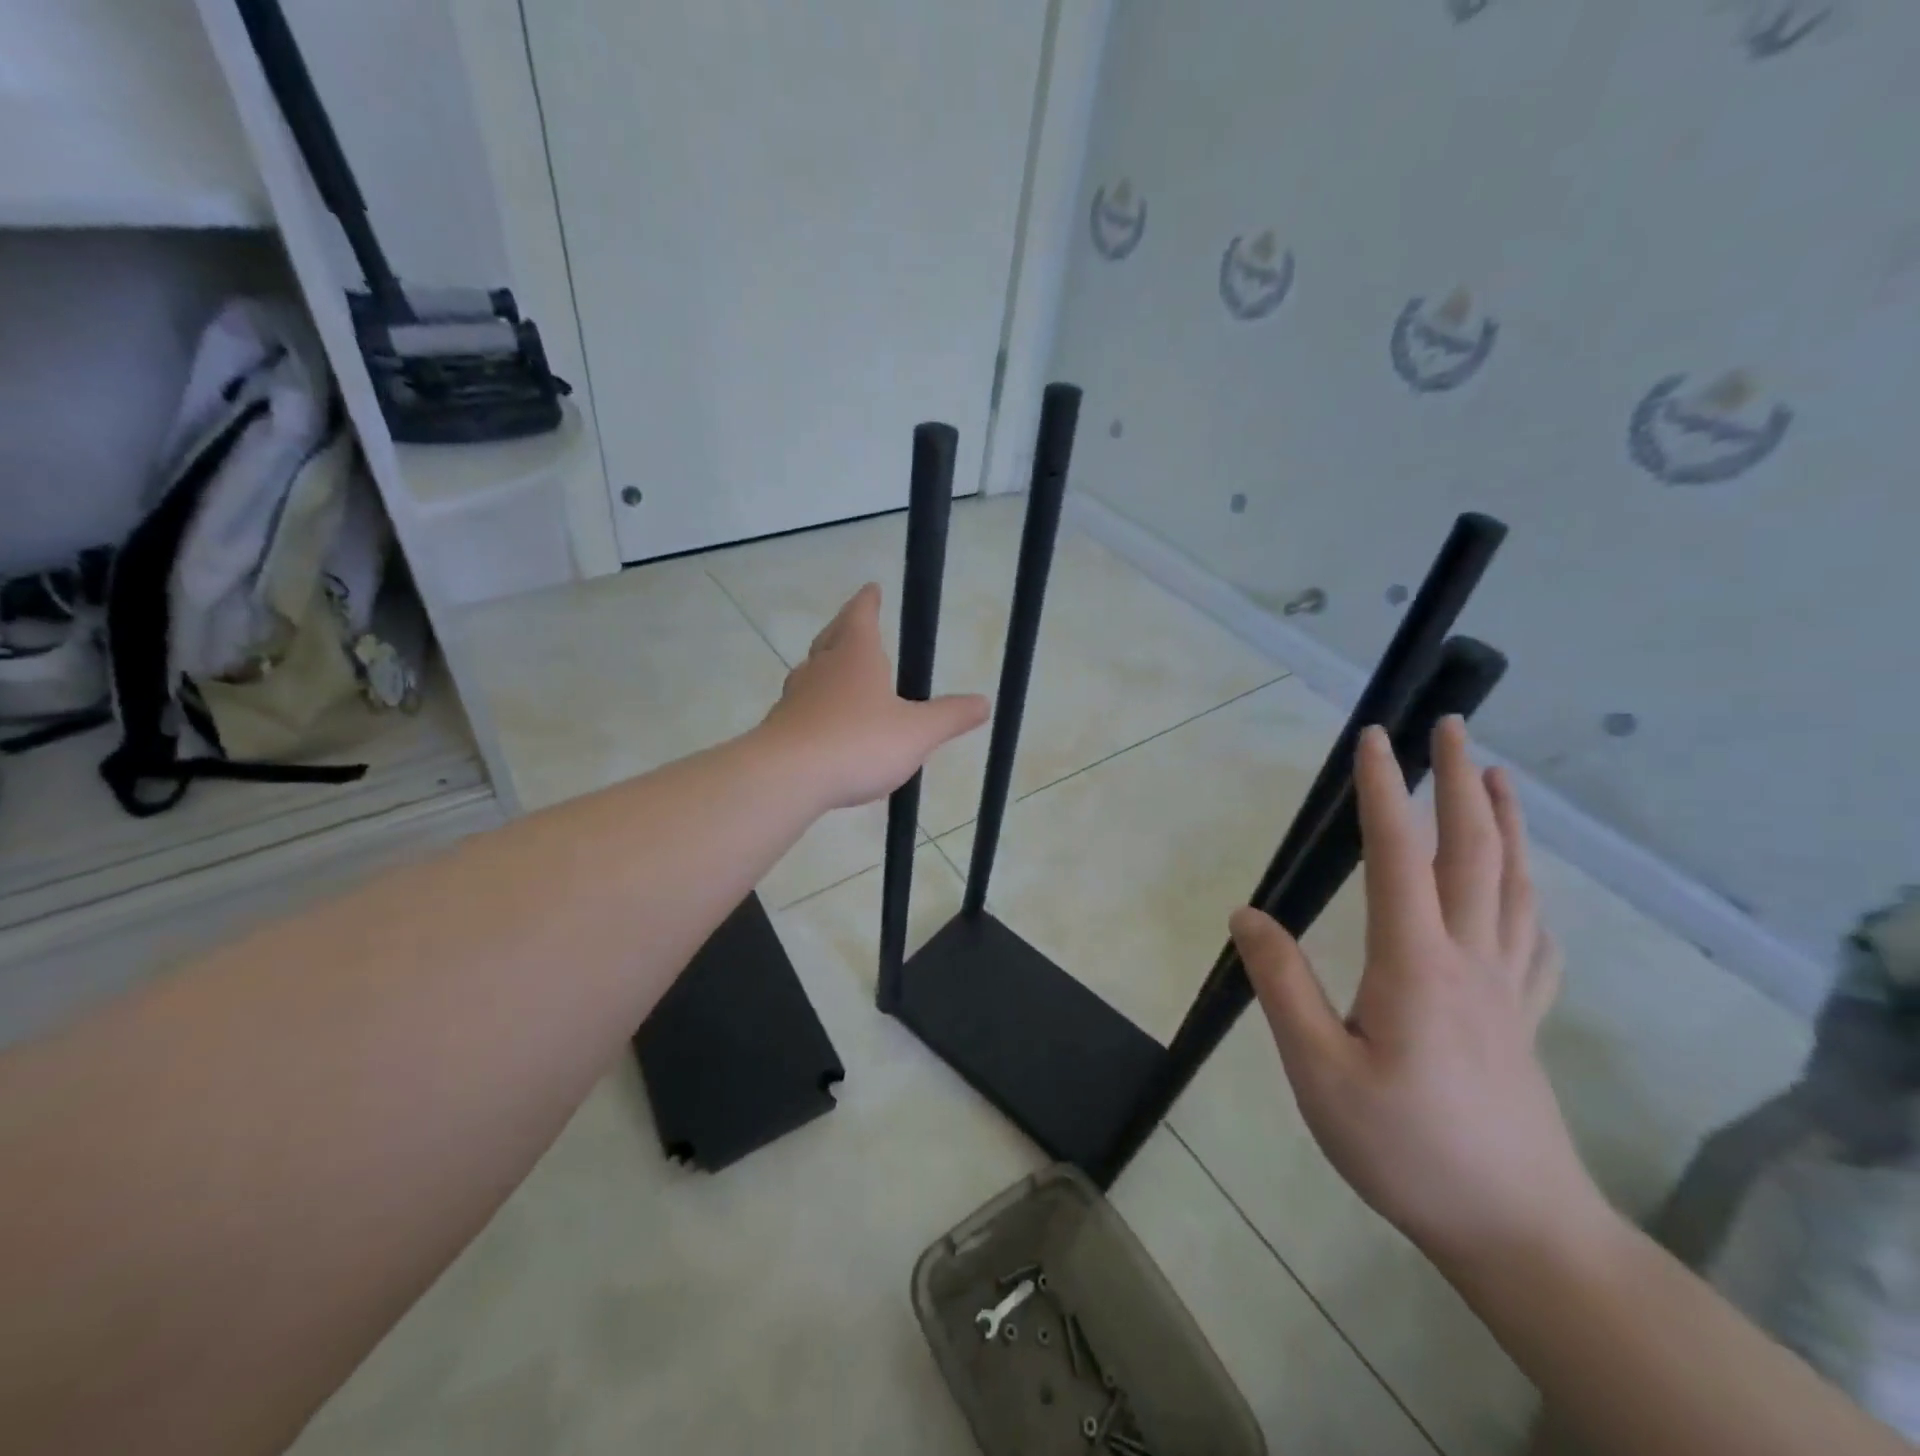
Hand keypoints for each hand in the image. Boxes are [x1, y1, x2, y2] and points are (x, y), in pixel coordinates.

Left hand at [760, 583, 989, 810]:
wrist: (787, 777)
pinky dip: (815, 705)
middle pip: (831, 638)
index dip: (869, 602)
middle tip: (853, 623)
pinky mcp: (781, 728)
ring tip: (839, 673)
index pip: (861, 616)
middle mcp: (821, 669)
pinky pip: (802, 707)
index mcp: (856, 657)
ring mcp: (796, 698)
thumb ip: (950, 716)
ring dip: (826, 667)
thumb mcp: (917, 732)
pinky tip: (824, 723)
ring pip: (811, 672)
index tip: (872, 588)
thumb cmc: (858, 742)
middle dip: (845, 628)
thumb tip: (984, 702)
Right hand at [1232, 717, 1601, 1270]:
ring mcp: (1507, 989)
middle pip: (1473, 852)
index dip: (1384, 792)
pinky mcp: (1524, 1022)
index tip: (1375, 738)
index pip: (1399, 855)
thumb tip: (1247, 913)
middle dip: (1460, 782)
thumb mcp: (1318, 1070)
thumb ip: (1283, 984)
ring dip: (1507, 824)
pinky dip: (1531, 899)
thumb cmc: (1404, 1147)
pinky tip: (1525, 894)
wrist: (1517, 1231)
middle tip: (1454, 727)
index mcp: (1416, 963)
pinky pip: (1536, 942)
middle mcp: (1470, 959)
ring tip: (1498, 779)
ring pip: (1514, 886)